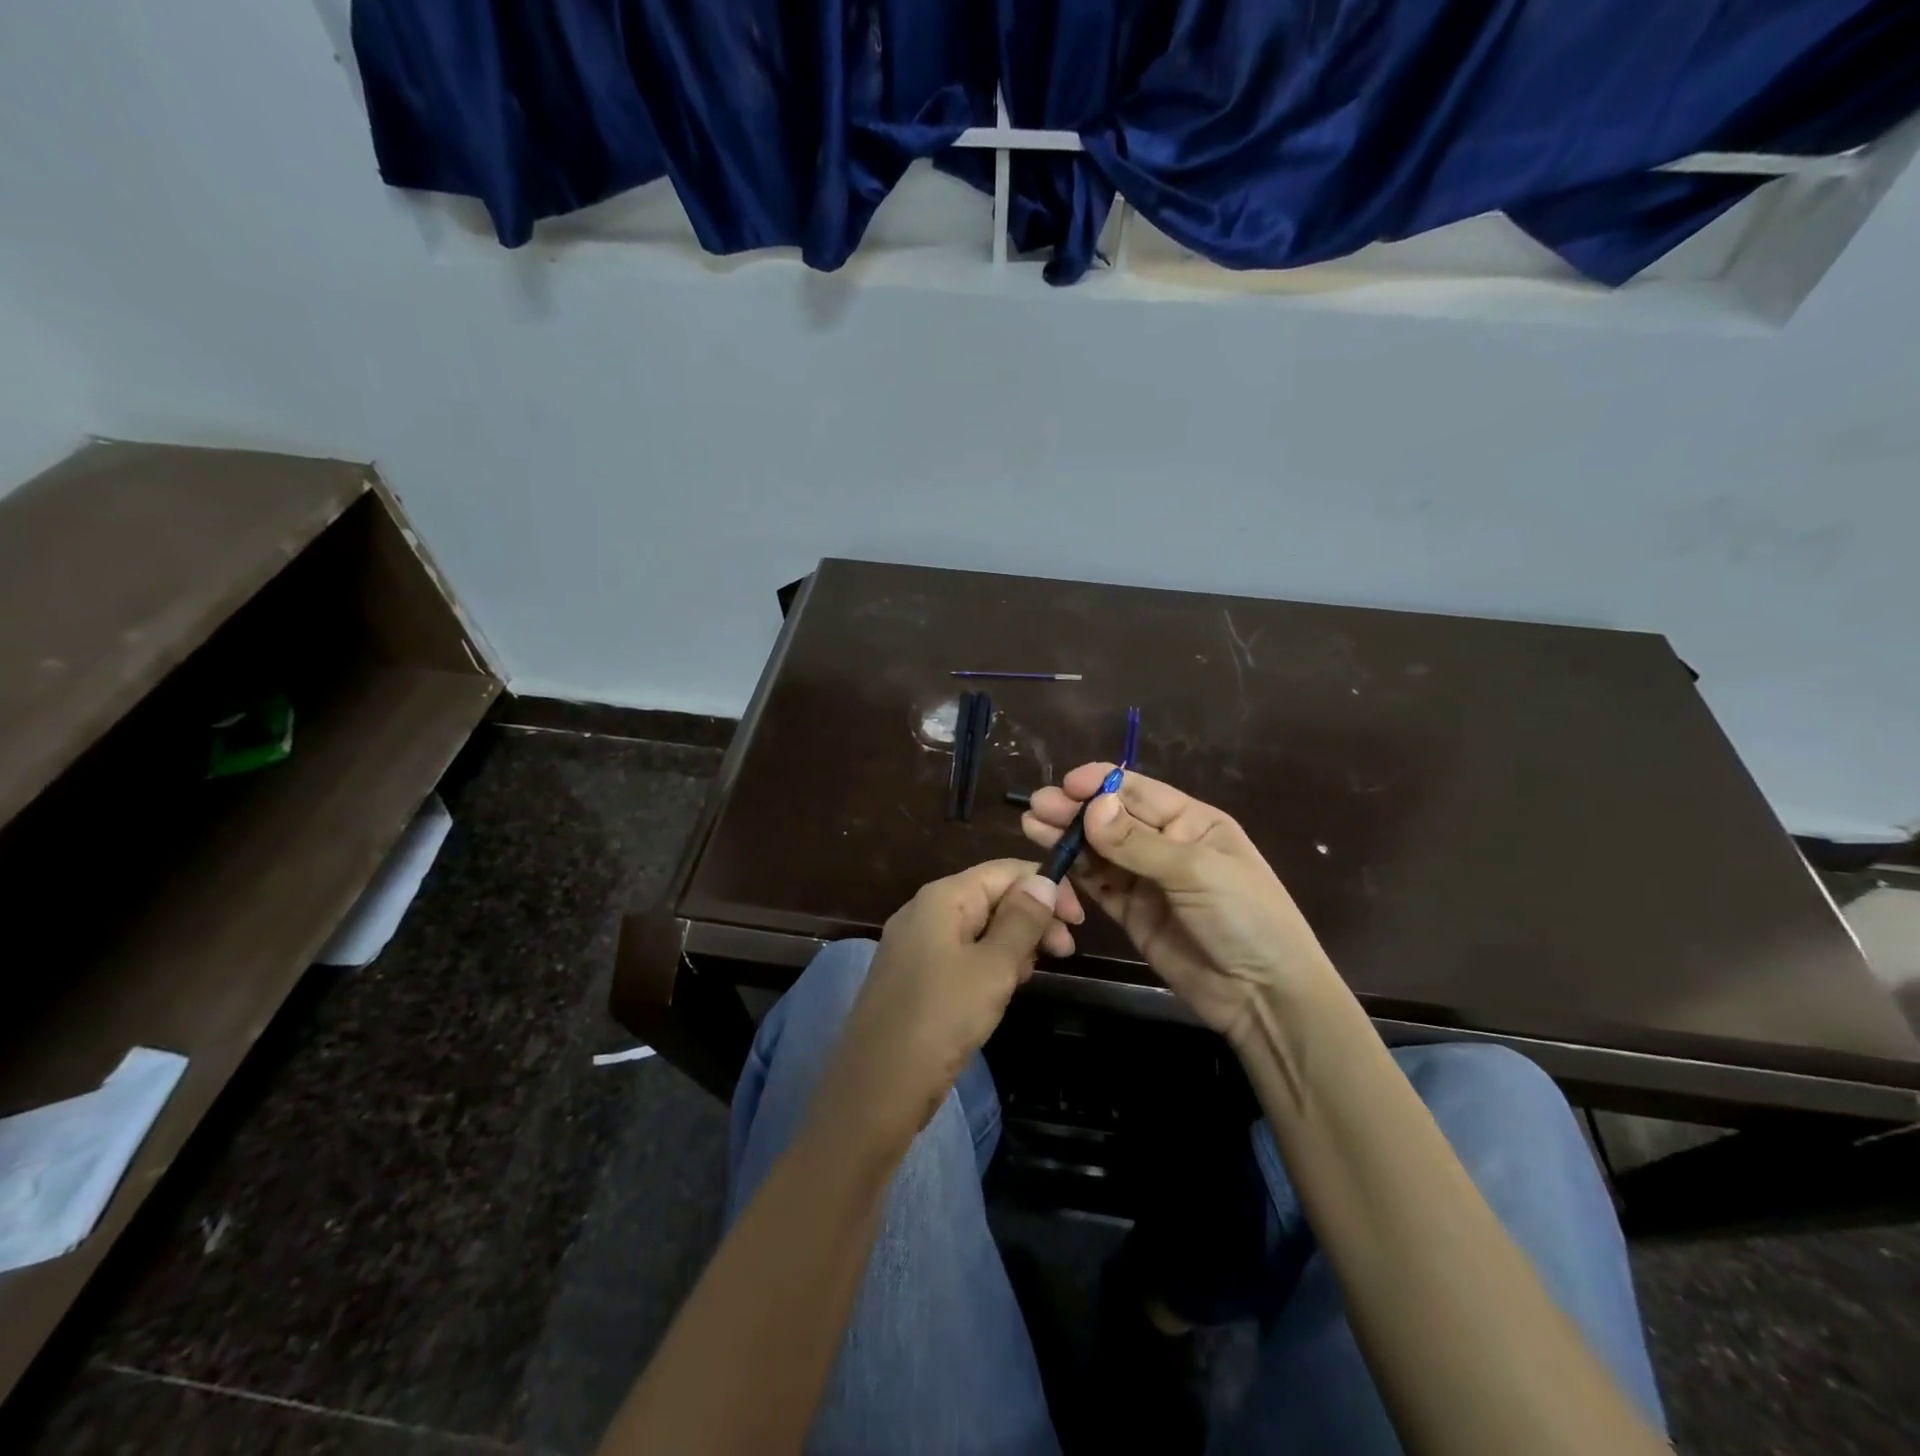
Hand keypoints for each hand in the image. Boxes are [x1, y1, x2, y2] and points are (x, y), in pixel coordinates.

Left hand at [813, 860, 1084, 1150]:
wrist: (876, 1090)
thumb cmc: (941, 1020)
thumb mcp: (993, 968)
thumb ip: (1022, 920)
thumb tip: (1043, 879)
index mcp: (943, 897)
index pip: (1005, 871)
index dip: (1045, 888)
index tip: (1078, 923)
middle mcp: (924, 910)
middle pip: (991, 896)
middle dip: (1032, 918)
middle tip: (1064, 954)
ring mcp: (915, 943)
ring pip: (978, 927)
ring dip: (1012, 944)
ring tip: (1026, 978)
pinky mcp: (913, 974)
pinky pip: (960, 953)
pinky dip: (987, 963)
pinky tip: (999, 991)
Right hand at [1023, 766, 1334, 1047]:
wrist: (1263, 996)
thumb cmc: (1245, 918)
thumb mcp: (1196, 872)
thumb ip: (1138, 842)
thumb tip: (1092, 806)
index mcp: (1192, 821)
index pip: (1138, 791)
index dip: (1101, 785)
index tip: (1065, 785)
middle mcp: (1166, 844)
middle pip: (1112, 819)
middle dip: (1075, 810)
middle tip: (1036, 807)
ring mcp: (1147, 880)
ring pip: (1099, 850)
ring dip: (1067, 838)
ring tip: (1031, 826)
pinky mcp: (1132, 913)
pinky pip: (1098, 885)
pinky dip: (1075, 873)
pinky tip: (1051, 861)